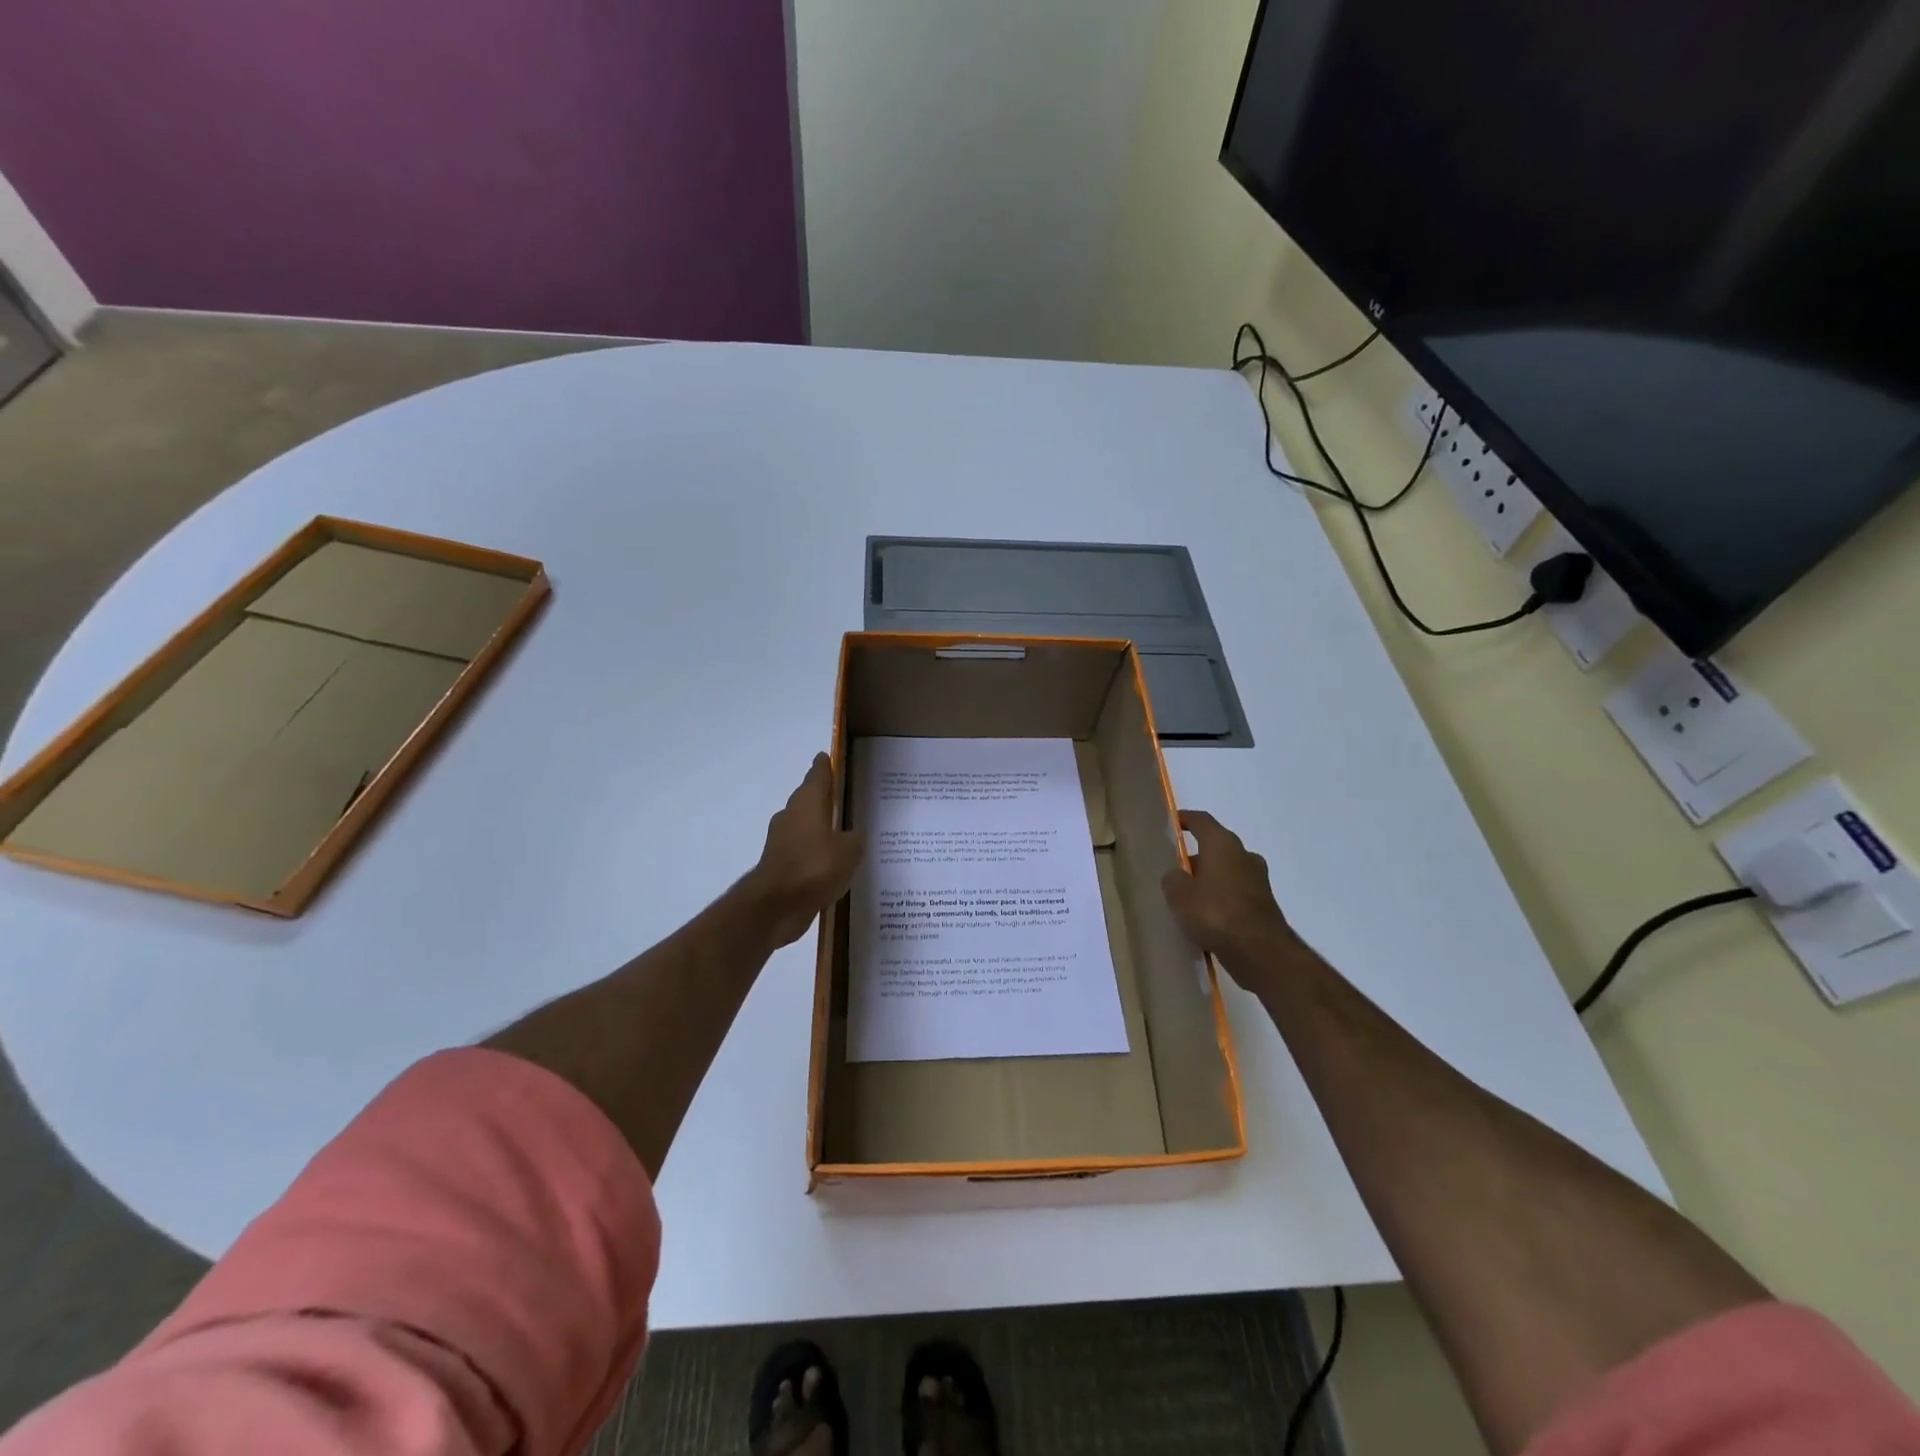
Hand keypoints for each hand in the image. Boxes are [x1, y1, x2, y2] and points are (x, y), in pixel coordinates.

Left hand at [748, 753, 864, 947]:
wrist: (776, 905)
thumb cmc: (815, 866)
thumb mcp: (849, 850)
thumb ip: (854, 839)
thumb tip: (852, 835)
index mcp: (808, 803)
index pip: (817, 776)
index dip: (824, 766)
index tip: (827, 758)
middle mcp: (791, 816)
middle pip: (807, 800)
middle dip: (822, 798)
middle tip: (841, 797)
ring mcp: (781, 842)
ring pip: (803, 827)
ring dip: (818, 828)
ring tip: (841, 834)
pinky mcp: (779, 866)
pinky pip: (802, 852)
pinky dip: (813, 854)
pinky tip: (829, 864)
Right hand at [1161, 810, 1304, 994]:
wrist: (1260, 951)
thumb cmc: (1215, 913)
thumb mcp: (1179, 895)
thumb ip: (1173, 879)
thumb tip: (1177, 876)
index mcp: (1223, 845)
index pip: (1202, 821)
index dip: (1186, 819)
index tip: (1174, 821)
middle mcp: (1244, 855)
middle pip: (1216, 847)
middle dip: (1197, 856)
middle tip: (1176, 870)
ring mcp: (1258, 880)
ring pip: (1227, 871)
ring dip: (1210, 879)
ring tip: (1189, 897)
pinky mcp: (1264, 904)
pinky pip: (1236, 892)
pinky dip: (1222, 898)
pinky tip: (1207, 916)